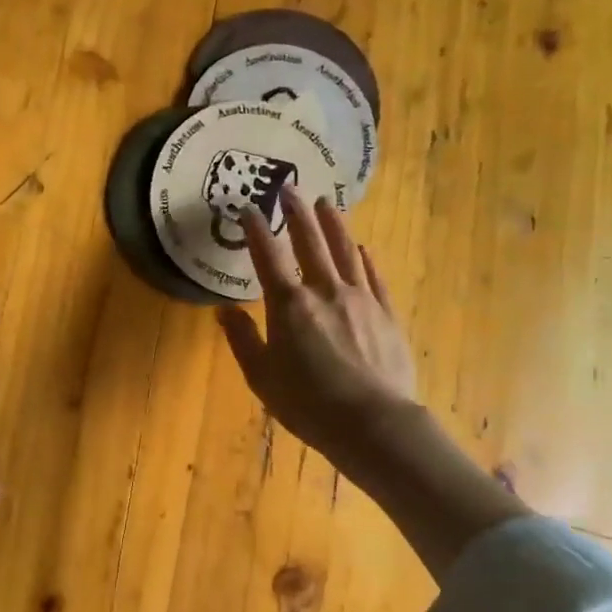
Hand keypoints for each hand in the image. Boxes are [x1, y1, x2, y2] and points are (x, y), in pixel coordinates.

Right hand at [218, 186, 417, 461]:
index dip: (255, 229)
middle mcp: (325, 291)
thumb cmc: (308, 404)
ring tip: (327, 203)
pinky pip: (374, 277)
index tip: (247, 208)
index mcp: (289, 305)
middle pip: (309, 242)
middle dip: (297, 212)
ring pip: (345, 250)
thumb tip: (225, 310)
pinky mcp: (386, 313)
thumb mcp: (262, 377)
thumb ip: (243, 339)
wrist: (373, 423)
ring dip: (334, 224)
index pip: (268, 256)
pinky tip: (362, 248)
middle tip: (289, 188)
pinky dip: (365, 259)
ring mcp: (360, 299)